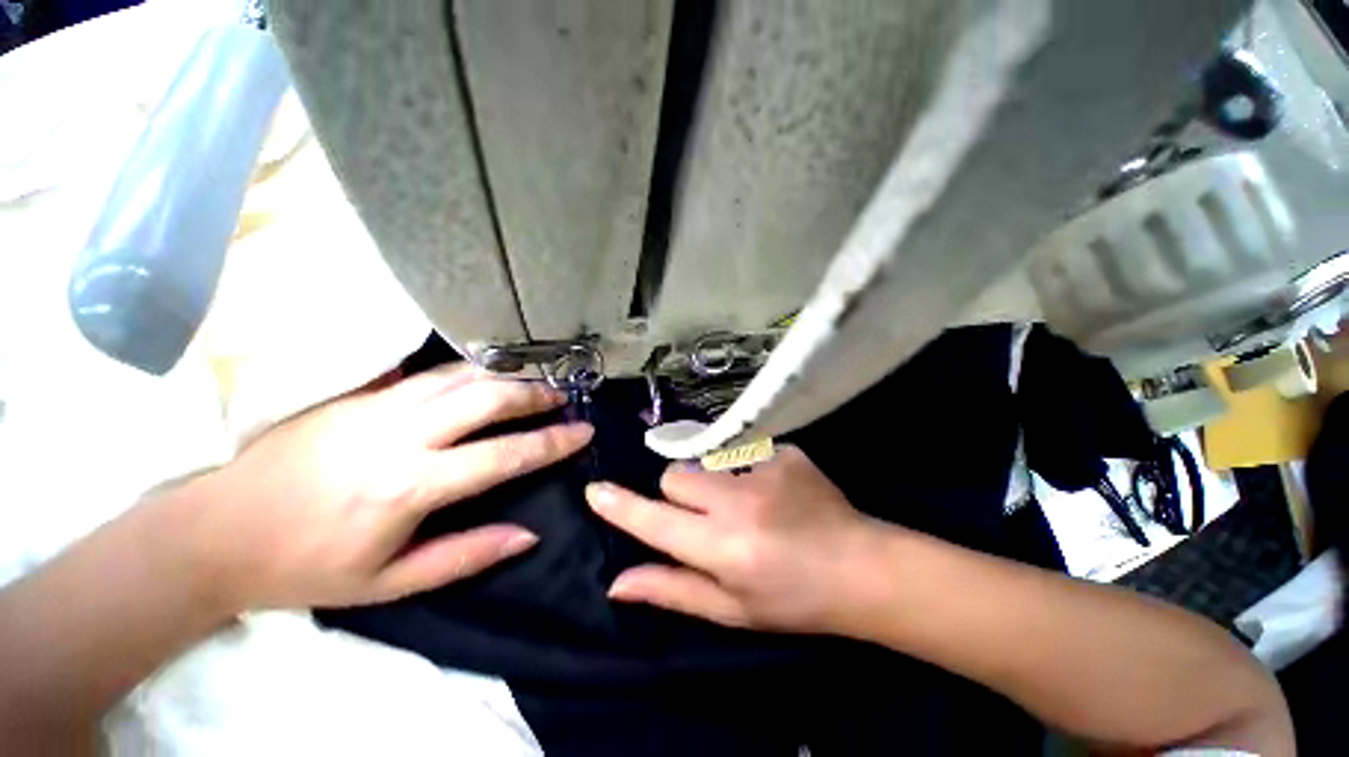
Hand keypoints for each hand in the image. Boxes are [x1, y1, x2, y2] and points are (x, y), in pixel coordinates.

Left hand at [175, 363, 592, 611]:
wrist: (216, 531)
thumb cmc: (306, 567)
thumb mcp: (389, 584)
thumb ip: (466, 555)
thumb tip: (529, 534)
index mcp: (409, 486)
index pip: (503, 455)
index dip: (551, 443)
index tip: (583, 431)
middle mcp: (399, 435)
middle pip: (485, 399)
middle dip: (534, 396)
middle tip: (564, 397)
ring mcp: (376, 406)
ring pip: (459, 376)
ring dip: (506, 375)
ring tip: (537, 379)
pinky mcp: (357, 393)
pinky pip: (427, 372)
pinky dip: (468, 368)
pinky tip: (487, 371)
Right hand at [585, 446, 884, 632]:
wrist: (860, 567)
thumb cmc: (792, 599)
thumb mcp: (730, 609)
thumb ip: (672, 590)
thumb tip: (618, 582)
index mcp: (724, 548)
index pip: (656, 522)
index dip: (621, 506)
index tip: (595, 490)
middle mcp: (739, 502)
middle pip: (676, 474)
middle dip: (679, 493)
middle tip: (707, 515)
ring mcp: (764, 469)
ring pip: (705, 459)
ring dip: (712, 480)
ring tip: (747, 504)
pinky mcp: (784, 451)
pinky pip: (743, 452)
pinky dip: (747, 470)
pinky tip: (775, 492)